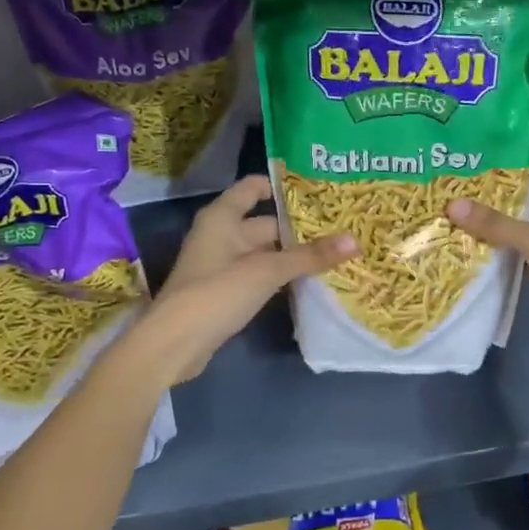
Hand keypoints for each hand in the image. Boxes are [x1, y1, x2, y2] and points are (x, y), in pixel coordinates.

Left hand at [137, 176, 355, 384]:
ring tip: (334, 251)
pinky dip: (281, 275)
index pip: (254, 187)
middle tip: (341, 225)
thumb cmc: (217, 293)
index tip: (318, 189)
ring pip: (265, 251)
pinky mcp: (225, 291)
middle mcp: (221, 234)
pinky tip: (310, 280)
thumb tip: (355, 240)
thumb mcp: (267, 271)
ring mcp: (222, 264)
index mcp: (223, 217)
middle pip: (266, 222)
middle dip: (299, 227)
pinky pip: (259, 274)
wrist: (174, 344)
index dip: (283, 185)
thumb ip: (310, 256)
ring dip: (293, 254)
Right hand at [447, 161, 528, 380]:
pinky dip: (493, 249)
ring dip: (486, 225)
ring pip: (514, 226)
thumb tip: (451, 205)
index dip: (498, 167)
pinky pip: (514, 250)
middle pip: (519, 198)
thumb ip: (496, 223)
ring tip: (444, 214)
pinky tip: (461, 244)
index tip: (461, 165)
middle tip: (444, 191)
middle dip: (485, 198)